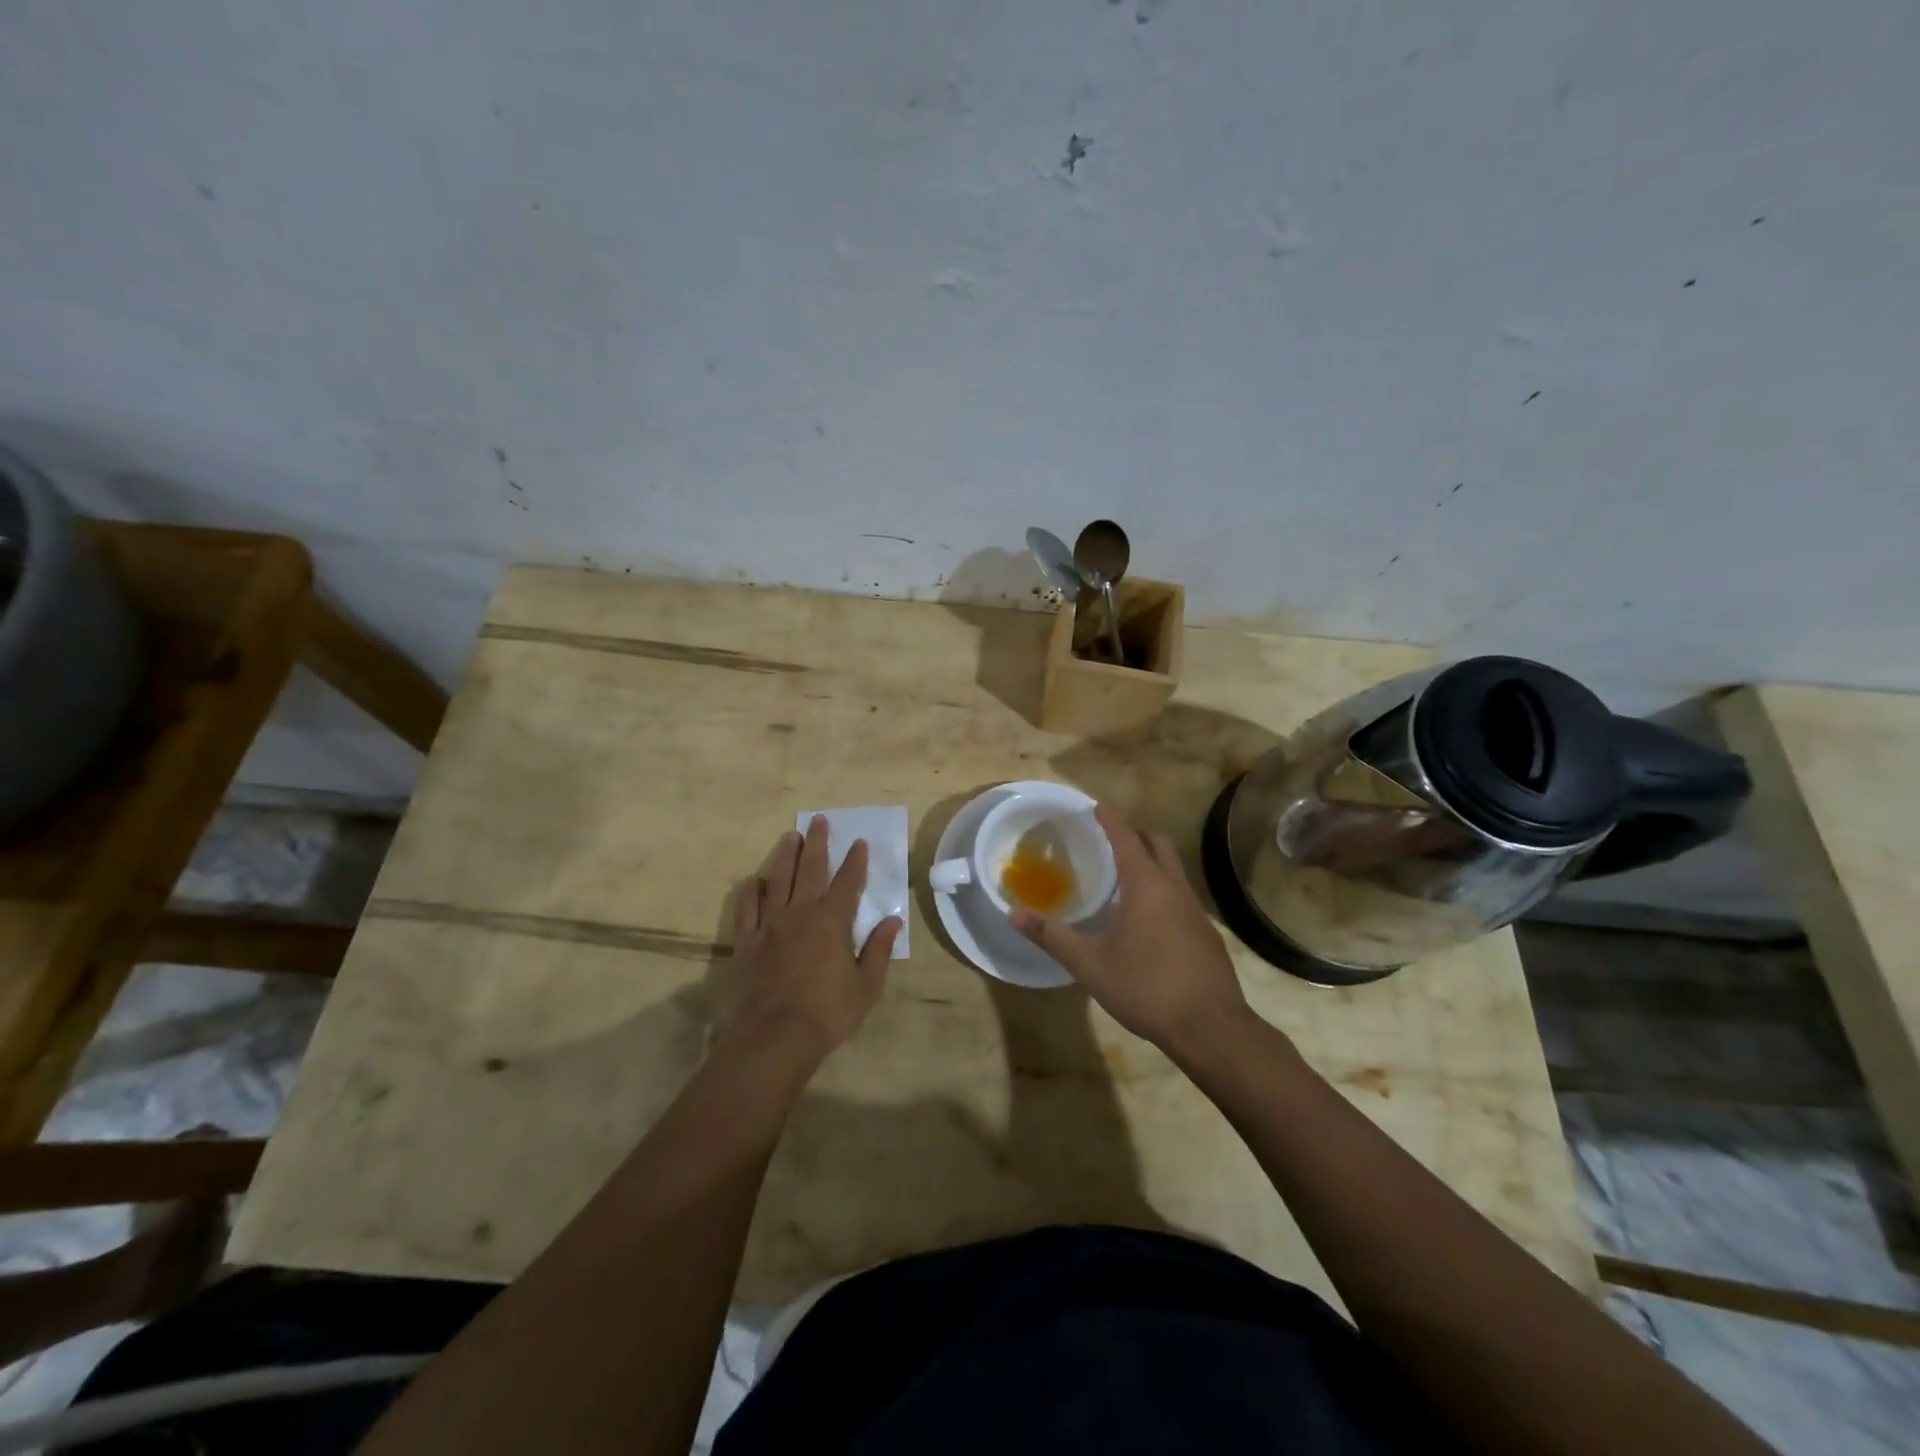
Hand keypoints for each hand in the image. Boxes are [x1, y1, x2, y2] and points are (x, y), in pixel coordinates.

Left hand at [718, 817, 902, 1067]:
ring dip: (785, 856)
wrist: (774, 1037)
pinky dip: (752, 890)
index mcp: (832, 922)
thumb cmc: (828, 1013)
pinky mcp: (746, 941)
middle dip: (817, 843)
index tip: (859, 842)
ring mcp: (769, 925)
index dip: (855, 861)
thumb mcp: (866, 986)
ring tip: (790, 836)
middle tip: (819, 820)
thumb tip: (893, 921)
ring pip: (777, 880)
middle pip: (810, 869)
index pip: (848, 882)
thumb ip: (879, 950)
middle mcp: (800, 913)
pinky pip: (747, 907)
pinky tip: (755, 880)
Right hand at [1012, 804, 1248, 1054]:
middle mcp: (1175, 889)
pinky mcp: (1206, 935)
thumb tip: (1013, 913)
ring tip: (1125, 874)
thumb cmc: (1146, 987)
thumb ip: (1052, 936)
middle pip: (1159, 844)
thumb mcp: (1090, 963)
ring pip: (1174, 870)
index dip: (1110, 819)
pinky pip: (1181, 896)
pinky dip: (1163, 889)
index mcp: (1147, 886)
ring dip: (1152, 861)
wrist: (1210, 1028)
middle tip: (1111, 837)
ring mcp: (1196, 912)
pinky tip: (1148, 918)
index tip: (1096, 804)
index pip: (1126, 838)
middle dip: (1136, 833)